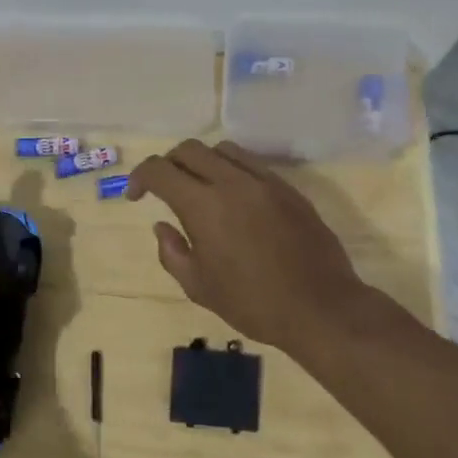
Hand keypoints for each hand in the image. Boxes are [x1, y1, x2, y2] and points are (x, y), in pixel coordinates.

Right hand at [126, 140, 391, 355]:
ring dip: (201, 162)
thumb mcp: (198, 287)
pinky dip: (232, 170)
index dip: (139, 177)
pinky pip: (252, 163)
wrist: (320, 308)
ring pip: (222, 150)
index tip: (136, 196)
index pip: (159, 170)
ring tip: (200, 189)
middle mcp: (232, 182)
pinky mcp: (288, 188)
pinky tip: (233, 198)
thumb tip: (162, 226)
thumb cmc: (252, 303)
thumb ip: (172, 252)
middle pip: (189, 150)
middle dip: (167, 164)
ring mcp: (264, 182)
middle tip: (164, 190)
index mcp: (203, 206)